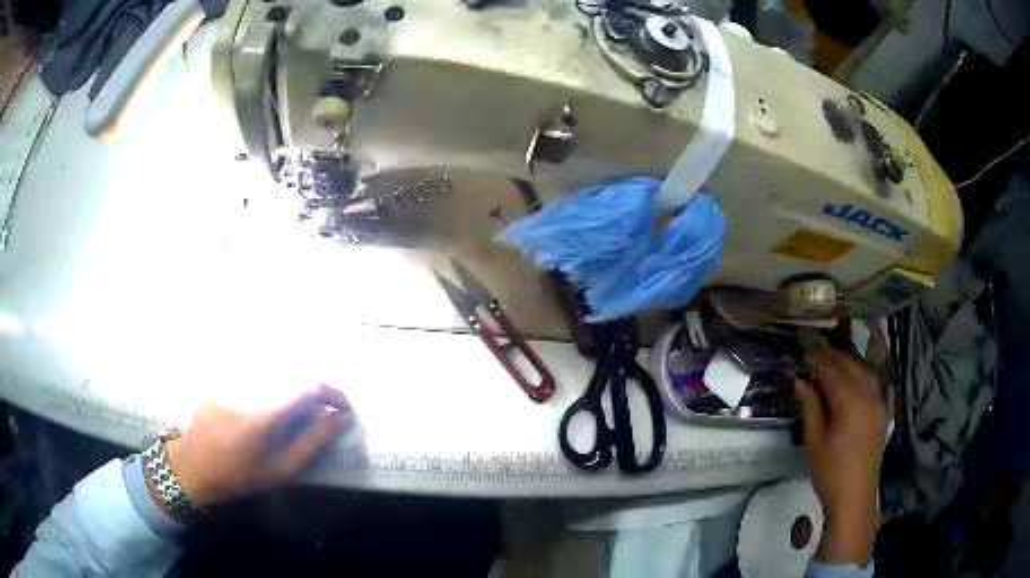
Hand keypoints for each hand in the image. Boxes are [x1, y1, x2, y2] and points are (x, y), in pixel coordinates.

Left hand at [159, 384, 351, 510]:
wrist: (192, 465)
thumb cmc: (238, 475)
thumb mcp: (280, 469)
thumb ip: (313, 441)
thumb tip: (341, 417)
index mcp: (264, 413)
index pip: (309, 385)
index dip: (333, 392)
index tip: (343, 409)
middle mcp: (249, 385)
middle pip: (295, 371)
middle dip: (316, 389)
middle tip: (323, 412)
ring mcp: (234, 375)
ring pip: (277, 367)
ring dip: (295, 385)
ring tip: (298, 409)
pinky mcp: (224, 373)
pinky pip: (257, 369)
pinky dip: (274, 381)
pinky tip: (269, 402)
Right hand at [795, 347, 885, 565]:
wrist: (854, 496)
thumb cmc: (830, 472)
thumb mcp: (814, 441)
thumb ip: (810, 406)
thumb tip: (801, 381)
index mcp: (850, 402)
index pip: (833, 370)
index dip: (818, 359)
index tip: (804, 352)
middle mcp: (868, 395)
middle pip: (851, 364)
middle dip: (833, 355)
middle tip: (815, 351)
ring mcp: (878, 402)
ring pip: (865, 369)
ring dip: (849, 360)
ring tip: (833, 358)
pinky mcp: (882, 411)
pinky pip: (874, 381)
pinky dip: (862, 371)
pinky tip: (854, 374)